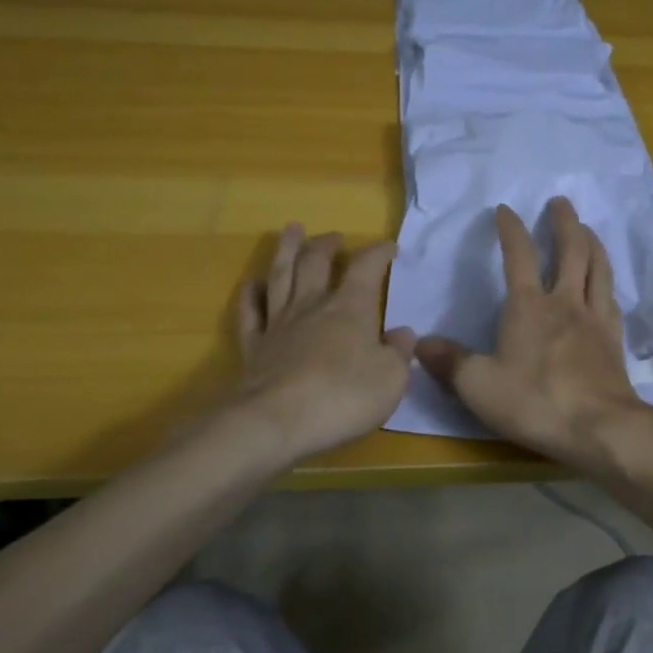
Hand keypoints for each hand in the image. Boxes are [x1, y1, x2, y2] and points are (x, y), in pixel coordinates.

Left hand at [232, 224, 415, 463]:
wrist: (275, 422)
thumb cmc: (343, 397)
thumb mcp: (390, 379)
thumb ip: (398, 353)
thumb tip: (402, 333)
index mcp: (350, 308)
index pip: (366, 267)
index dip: (378, 252)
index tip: (389, 247)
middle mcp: (312, 306)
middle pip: (316, 262)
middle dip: (327, 244)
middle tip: (334, 236)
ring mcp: (278, 324)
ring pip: (281, 275)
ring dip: (287, 250)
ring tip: (291, 230)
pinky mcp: (253, 346)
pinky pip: (249, 312)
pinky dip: (250, 294)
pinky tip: (252, 283)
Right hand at [415, 199, 652, 471]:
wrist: (600, 427)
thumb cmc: (535, 401)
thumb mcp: (478, 385)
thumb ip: (449, 361)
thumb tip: (420, 343)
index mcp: (529, 306)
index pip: (519, 255)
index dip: (511, 229)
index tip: (505, 209)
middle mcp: (565, 302)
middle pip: (570, 250)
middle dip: (564, 222)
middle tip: (560, 202)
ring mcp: (594, 319)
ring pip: (598, 268)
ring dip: (592, 242)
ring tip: (587, 229)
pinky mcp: (614, 340)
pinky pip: (611, 298)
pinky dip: (606, 280)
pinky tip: (605, 283)